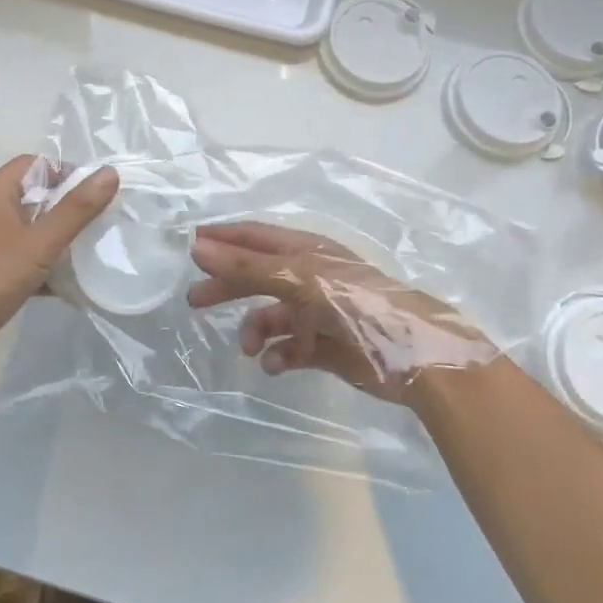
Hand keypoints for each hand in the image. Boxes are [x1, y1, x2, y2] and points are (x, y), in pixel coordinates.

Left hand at [0, 156, 119, 390]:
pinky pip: (22, 261)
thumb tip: (109, 174)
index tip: (96, 195)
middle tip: (101, 225)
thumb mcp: (38, 243)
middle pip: (34, 197)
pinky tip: (68, 288)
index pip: (34, 164)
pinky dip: (44, 270)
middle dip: (68, 209)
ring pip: (30, 232)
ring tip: (91, 255)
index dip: (66, 172)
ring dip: (58, 242)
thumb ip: (75, 210)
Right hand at [187, 221, 494, 406]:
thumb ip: (246, 265)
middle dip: (228, 287)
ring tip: (249, 348)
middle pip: (257, 277)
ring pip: (272, 317)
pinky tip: (275, 365)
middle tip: (194, 301)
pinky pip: (291, 349)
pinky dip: (279, 356)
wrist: (413, 356)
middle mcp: (310, 278)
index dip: (224, 238)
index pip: (256, 237)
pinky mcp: (327, 347)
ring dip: (255, 330)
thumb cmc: (354, 303)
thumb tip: (196, 246)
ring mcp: (319, 313)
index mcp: (306, 252)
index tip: (189, 244)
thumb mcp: (298, 278)